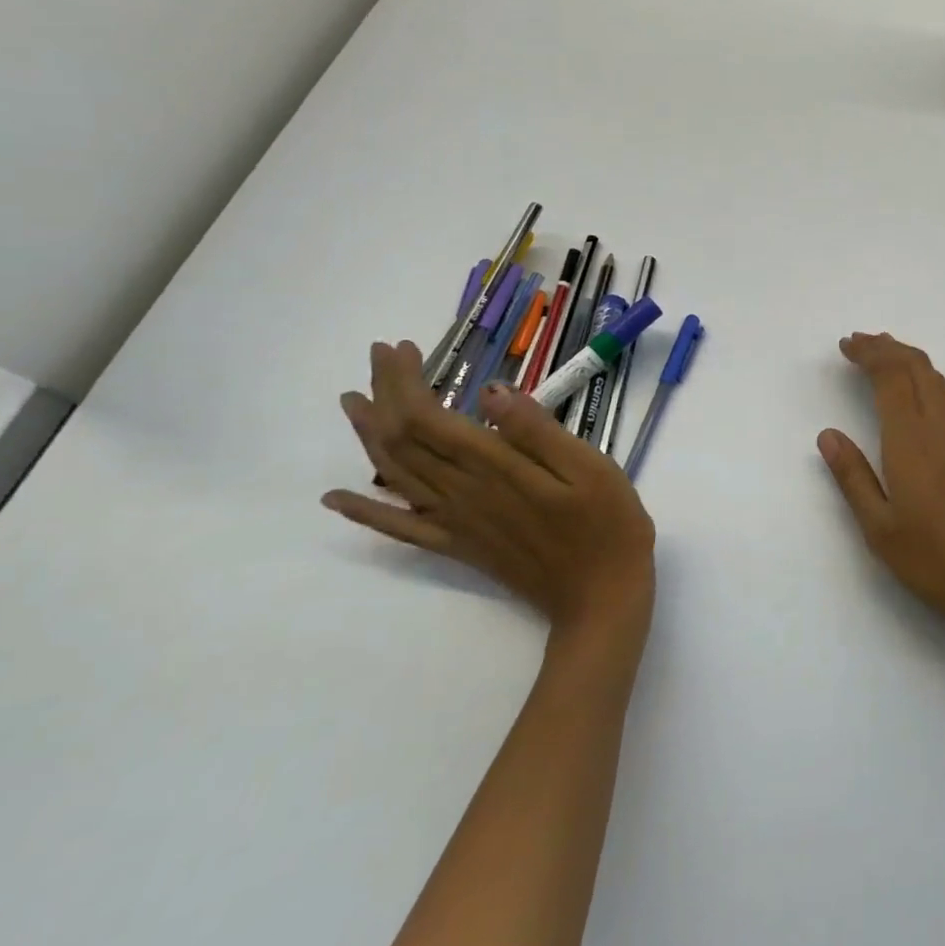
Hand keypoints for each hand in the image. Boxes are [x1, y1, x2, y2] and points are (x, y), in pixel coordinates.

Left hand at [324, 342, 655, 649]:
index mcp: (495, 468)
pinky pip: (399, 529)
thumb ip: (539, 430)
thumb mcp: (590, 467)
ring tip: (354, 403)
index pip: (428, 419)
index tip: (403, 349)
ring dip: (369, 436)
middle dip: (385, 394)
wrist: (601, 595)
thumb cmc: (608, 523)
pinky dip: (364, 512)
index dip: (406, 383)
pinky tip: (337, 499)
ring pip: (395, 475)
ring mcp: (456, 523)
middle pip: (403, 440)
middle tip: (381, 357)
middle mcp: (462, 493)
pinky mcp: (459, 546)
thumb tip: (492, 391)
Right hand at [818, 333, 944, 634]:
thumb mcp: (878, 527)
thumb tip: (828, 434)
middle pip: (916, 367)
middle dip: (887, 347)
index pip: (891, 377)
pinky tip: (914, 392)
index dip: (869, 354)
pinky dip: (924, 378)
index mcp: (911, 441)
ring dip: (908, 358)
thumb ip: (852, 476)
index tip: (846, 345)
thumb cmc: (932, 559)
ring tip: (883, 354)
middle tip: (858, 341)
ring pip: (936, 379)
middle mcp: (940, 428)